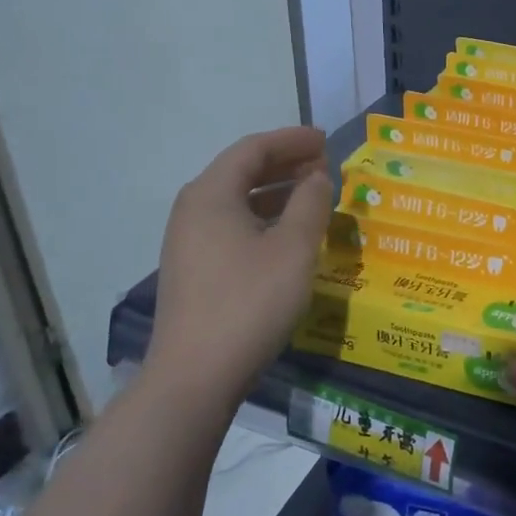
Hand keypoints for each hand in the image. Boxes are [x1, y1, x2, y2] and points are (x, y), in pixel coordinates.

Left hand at [148, 126, 333, 401]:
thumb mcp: (293, 249)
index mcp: (211, 195)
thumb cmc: (250, 303)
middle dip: (284, 163)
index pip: (253, 149)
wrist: (195, 376)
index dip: (292, 140)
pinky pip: (232, 225)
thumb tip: (318, 176)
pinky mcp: (194, 270)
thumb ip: (310, 203)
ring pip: (236, 200)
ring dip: (276, 191)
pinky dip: (263, 218)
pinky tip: (288, 234)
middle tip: (324, 163)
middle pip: (241, 171)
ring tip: (313, 194)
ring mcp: (188, 242)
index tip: (326, 140)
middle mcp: (193, 210)